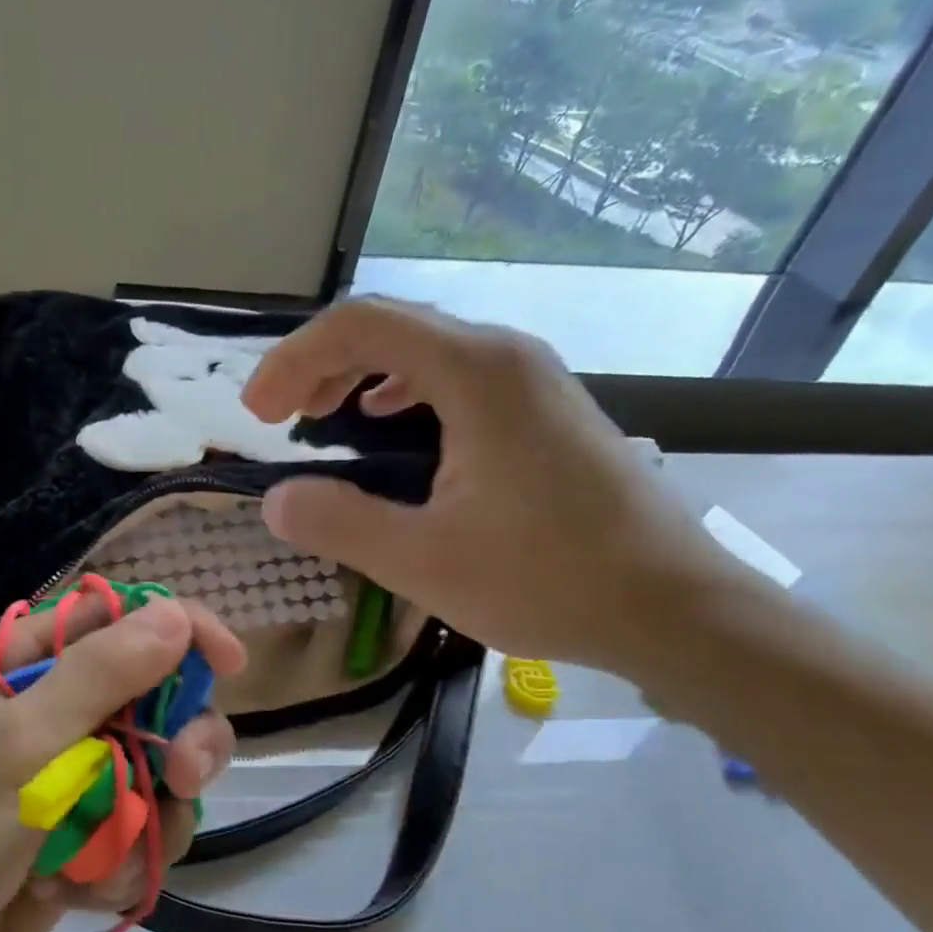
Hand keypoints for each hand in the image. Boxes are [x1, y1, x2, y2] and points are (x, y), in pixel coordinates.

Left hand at [0, 595, 245, 931]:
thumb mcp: (10, 753)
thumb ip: (97, 680)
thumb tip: (174, 615)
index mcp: (12, 671)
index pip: (110, 619)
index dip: (174, 629)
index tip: (227, 663)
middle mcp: (41, 720)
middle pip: (150, 698)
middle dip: (178, 738)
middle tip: (180, 777)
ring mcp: (59, 789)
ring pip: (155, 774)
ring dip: (152, 814)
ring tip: (116, 858)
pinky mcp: (70, 852)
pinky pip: (135, 839)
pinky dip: (122, 866)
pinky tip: (75, 897)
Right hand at [243, 297, 745, 675]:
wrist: (675, 607)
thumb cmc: (549, 579)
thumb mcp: (423, 561)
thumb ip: (338, 522)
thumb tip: (276, 500)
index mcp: (474, 372)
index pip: (359, 325)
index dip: (293, 360)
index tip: (257, 415)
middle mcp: (504, 355)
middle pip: (389, 326)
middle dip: (318, 364)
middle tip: (276, 417)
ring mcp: (531, 379)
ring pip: (422, 349)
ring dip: (357, 375)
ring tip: (319, 417)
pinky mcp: (542, 409)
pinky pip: (453, 375)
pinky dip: (401, 391)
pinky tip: (387, 423)